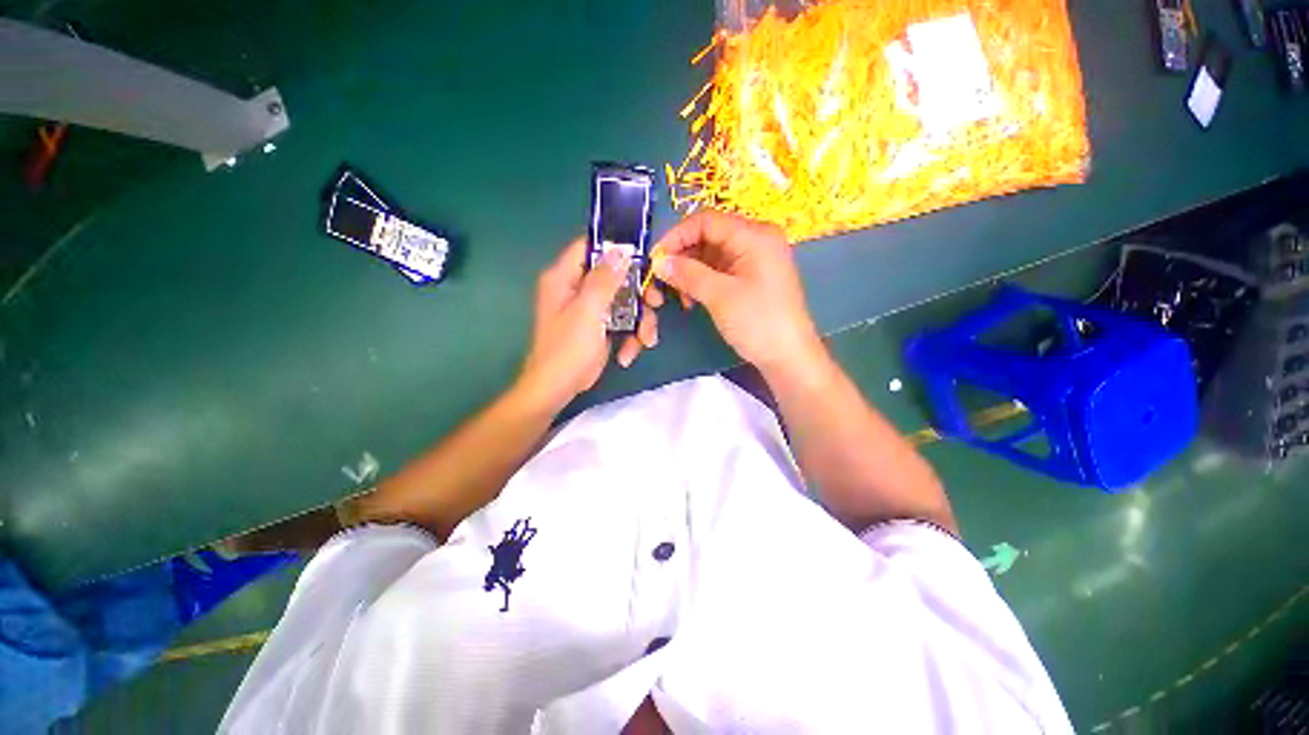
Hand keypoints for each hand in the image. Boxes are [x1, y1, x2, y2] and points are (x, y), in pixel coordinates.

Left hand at [518, 238, 659, 411]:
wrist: (558, 388)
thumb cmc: (567, 348)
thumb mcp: (588, 311)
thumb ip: (604, 279)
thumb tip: (621, 249)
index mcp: (565, 278)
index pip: (590, 247)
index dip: (616, 248)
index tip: (643, 257)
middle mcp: (578, 289)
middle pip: (616, 277)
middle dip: (639, 294)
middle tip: (655, 304)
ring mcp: (591, 309)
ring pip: (625, 302)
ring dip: (640, 321)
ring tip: (646, 340)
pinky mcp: (600, 327)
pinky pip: (623, 322)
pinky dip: (630, 337)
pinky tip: (628, 354)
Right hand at [652, 211, 821, 374]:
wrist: (788, 357)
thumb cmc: (758, 322)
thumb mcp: (720, 296)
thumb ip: (687, 274)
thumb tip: (658, 262)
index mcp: (755, 235)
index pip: (707, 221)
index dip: (677, 236)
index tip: (655, 258)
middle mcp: (756, 240)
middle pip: (708, 236)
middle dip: (683, 256)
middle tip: (663, 279)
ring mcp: (754, 259)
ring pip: (711, 255)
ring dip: (690, 271)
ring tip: (680, 295)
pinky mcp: (751, 277)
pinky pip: (719, 270)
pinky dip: (702, 280)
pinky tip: (692, 298)